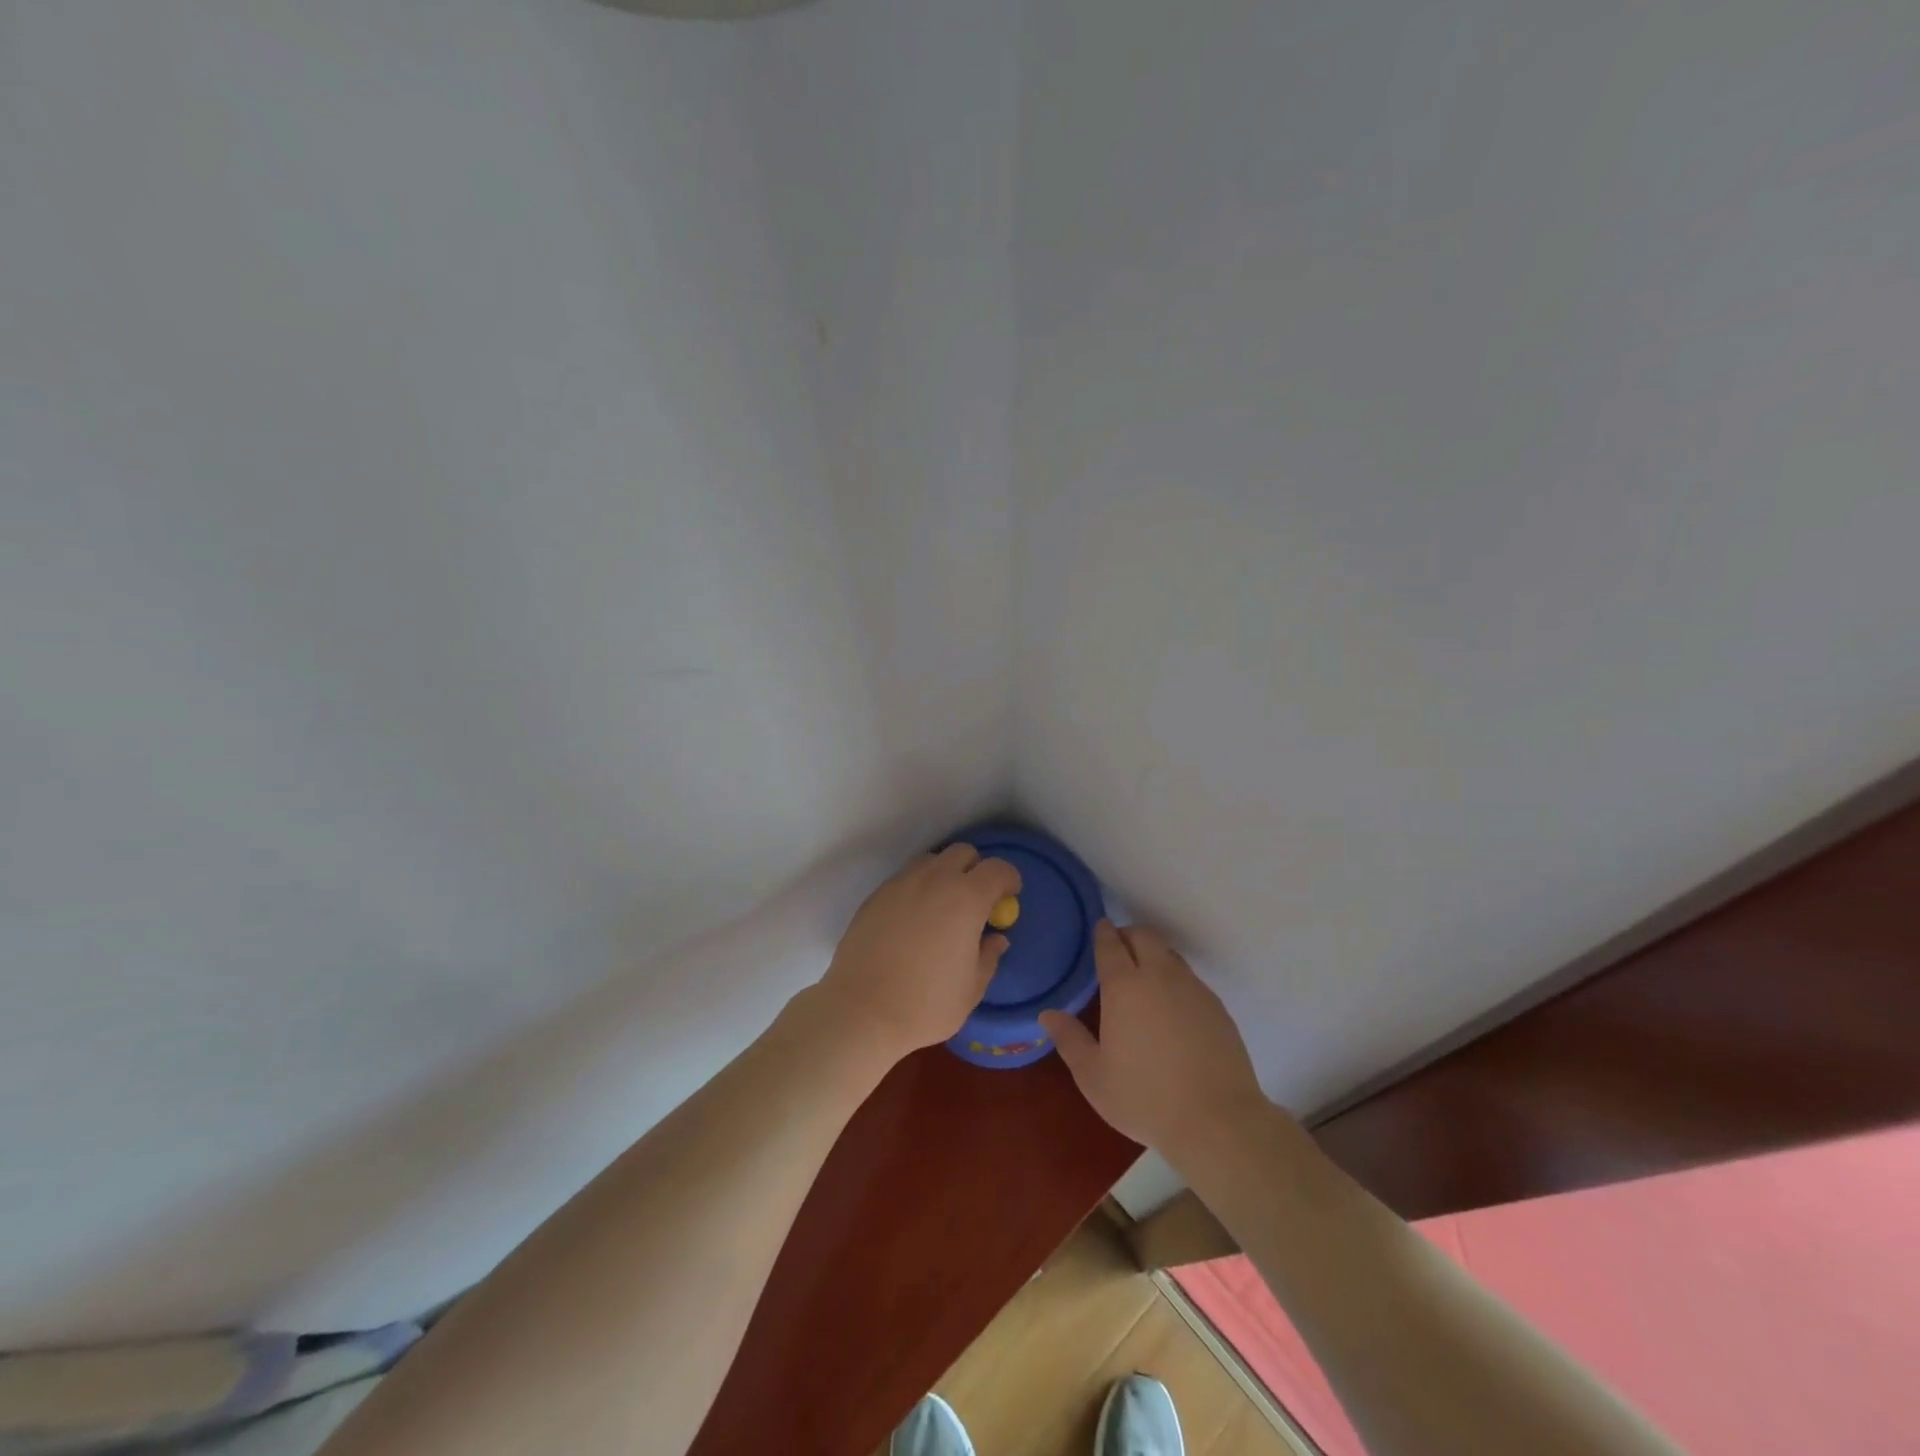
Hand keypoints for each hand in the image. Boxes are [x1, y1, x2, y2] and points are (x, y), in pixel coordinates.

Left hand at [817, 844, 1021, 1058]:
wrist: (862, 1011)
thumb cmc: (926, 1004)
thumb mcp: (971, 988)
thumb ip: (988, 956)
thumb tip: (996, 938)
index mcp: (966, 898)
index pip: (997, 869)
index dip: (1008, 879)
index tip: (1009, 896)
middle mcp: (934, 880)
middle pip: (963, 853)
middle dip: (975, 869)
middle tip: (976, 900)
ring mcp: (901, 884)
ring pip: (931, 861)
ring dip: (944, 874)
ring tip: (942, 908)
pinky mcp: (876, 896)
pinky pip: (905, 879)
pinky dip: (917, 889)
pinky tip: (913, 921)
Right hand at [1040, 922, 1268, 1158]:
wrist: (1217, 1120)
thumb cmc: (1145, 1097)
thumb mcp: (1094, 1076)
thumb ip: (1069, 1040)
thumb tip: (1048, 1014)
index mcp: (1125, 986)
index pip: (1110, 944)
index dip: (1102, 933)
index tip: (1098, 929)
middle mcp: (1160, 976)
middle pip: (1145, 936)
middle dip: (1128, 934)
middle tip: (1118, 948)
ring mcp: (1193, 989)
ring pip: (1170, 954)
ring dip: (1154, 954)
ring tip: (1144, 977)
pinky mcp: (1217, 1007)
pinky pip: (1190, 979)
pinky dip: (1175, 979)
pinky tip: (1172, 1007)